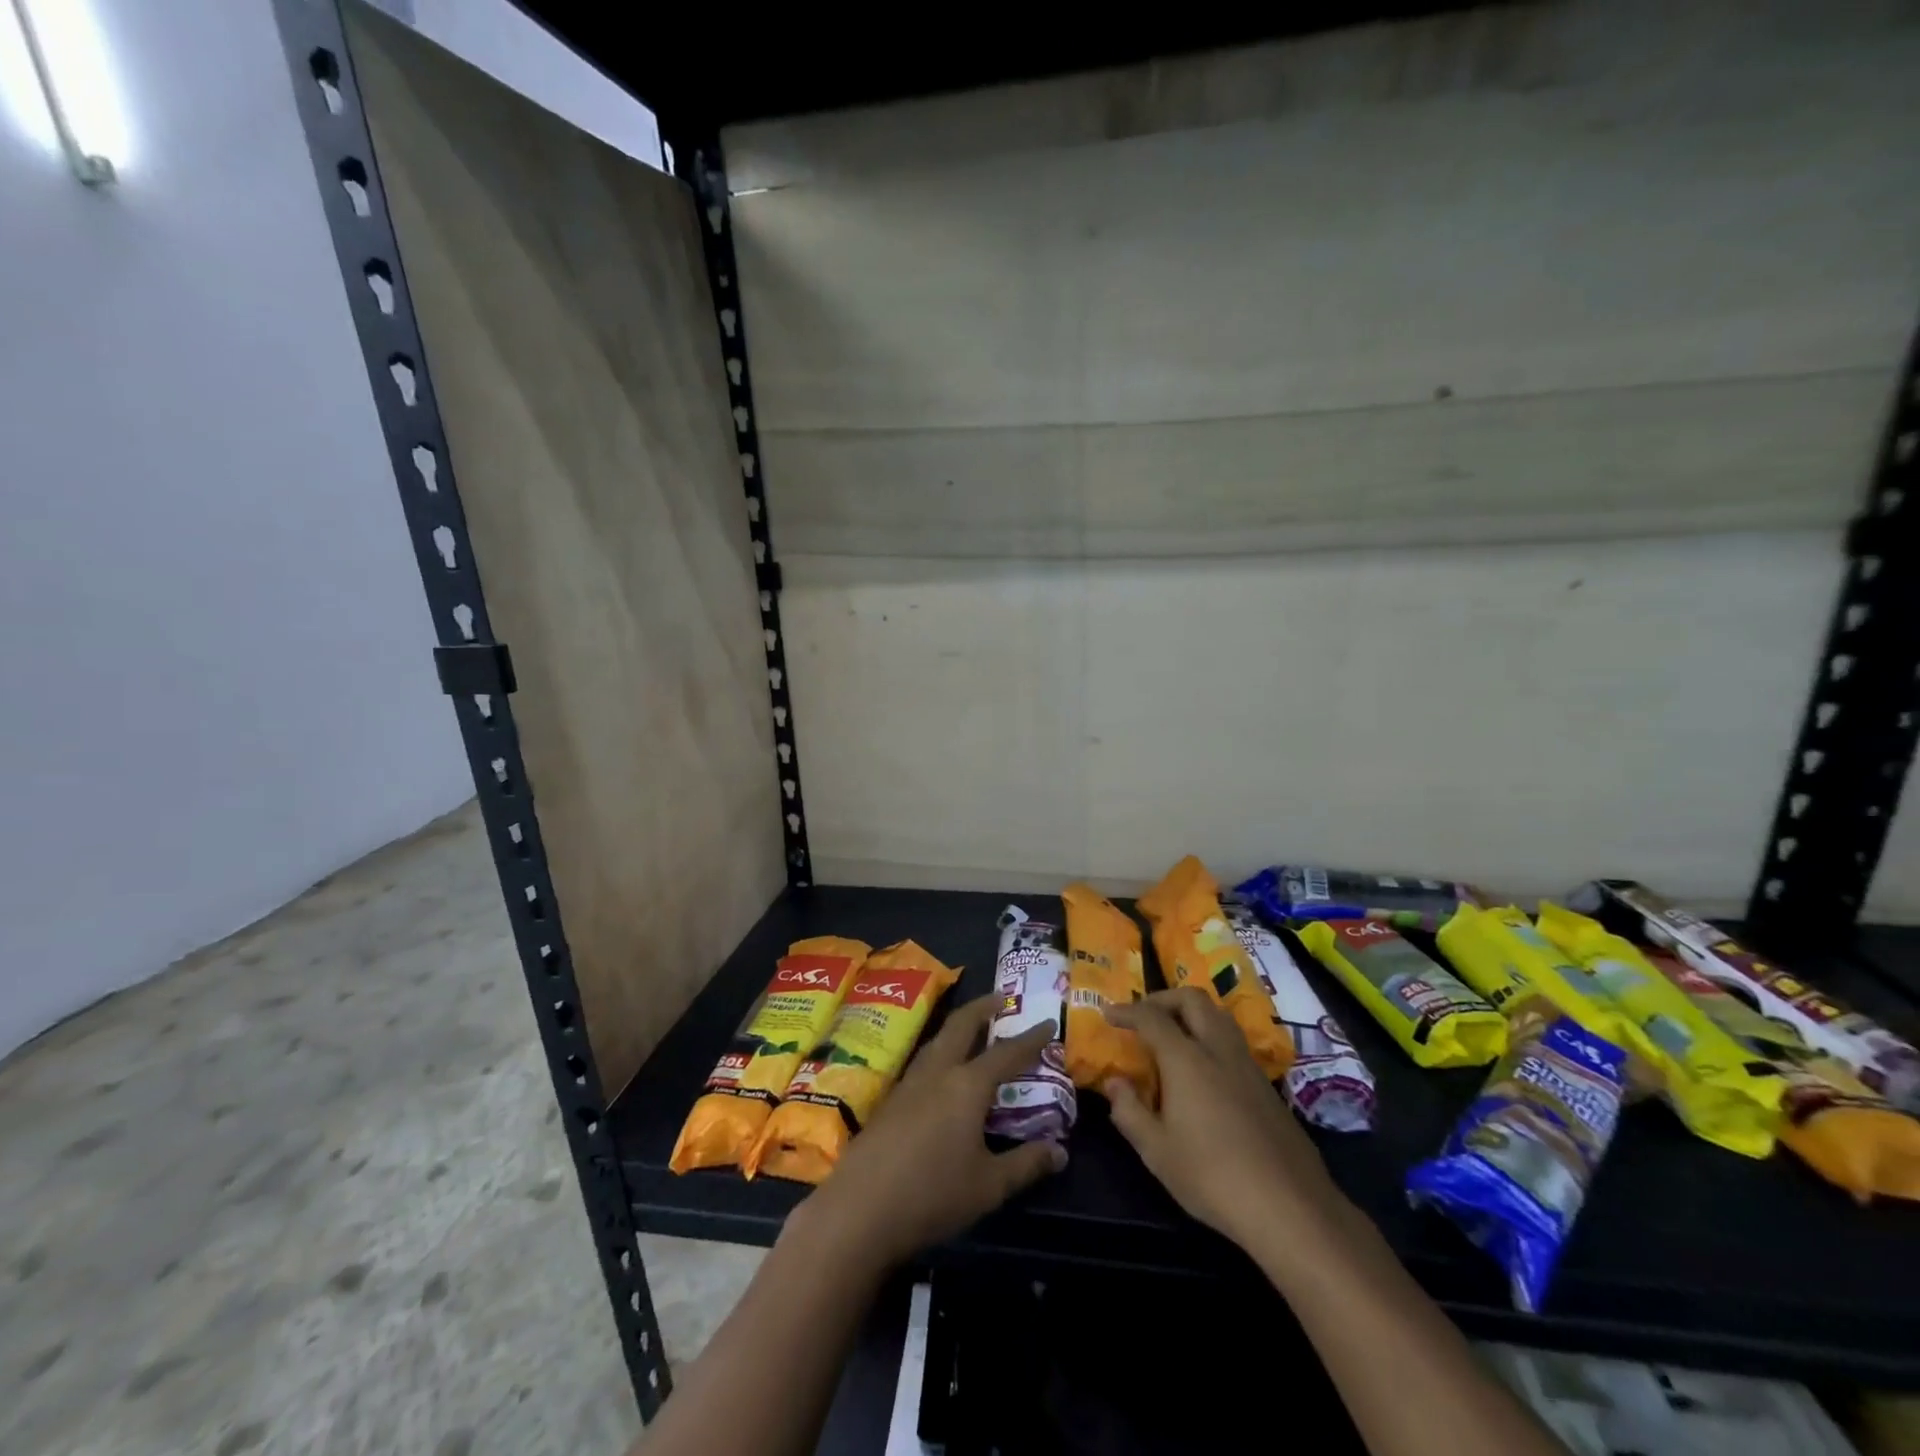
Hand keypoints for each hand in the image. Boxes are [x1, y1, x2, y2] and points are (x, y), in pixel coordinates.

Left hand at [792, 998, 1066, 1269]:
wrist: (859, 1208)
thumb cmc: (932, 1194)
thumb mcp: (989, 1186)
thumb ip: (1025, 1164)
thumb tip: (1060, 1151)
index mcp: (967, 1085)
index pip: (1006, 1053)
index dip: (1030, 1039)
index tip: (1048, 1022)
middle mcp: (938, 1072)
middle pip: (961, 1025)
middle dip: (983, 1007)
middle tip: (1001, 998)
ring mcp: (909, 1083)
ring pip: (938, 1040)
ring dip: (958, 1027)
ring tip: (972, 1028)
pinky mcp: (890, 1100)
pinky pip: (923, 1061)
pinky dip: (941, 1051)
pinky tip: (942, 1071)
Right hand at [1106, 989, 1346, 1254]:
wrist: (1291, 1207)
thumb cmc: (1213, 1177)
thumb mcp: (1157, 1151)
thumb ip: (1129, 1111)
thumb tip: (1114, 1083)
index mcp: (1186, 1059)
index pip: (1151, 1017)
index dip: (1127, 1011)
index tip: (1109, 1013)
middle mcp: (1218, 1050)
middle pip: (1192, 999)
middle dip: (1164, 999)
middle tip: (1144, 1015)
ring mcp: (1248, 1065)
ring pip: (1219, 1016)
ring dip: (1192, 1013)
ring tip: (1174, 1035)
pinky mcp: (1268, 1086)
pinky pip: (1234, 1042)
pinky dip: (1211, 1038)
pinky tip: (1204, 1071)